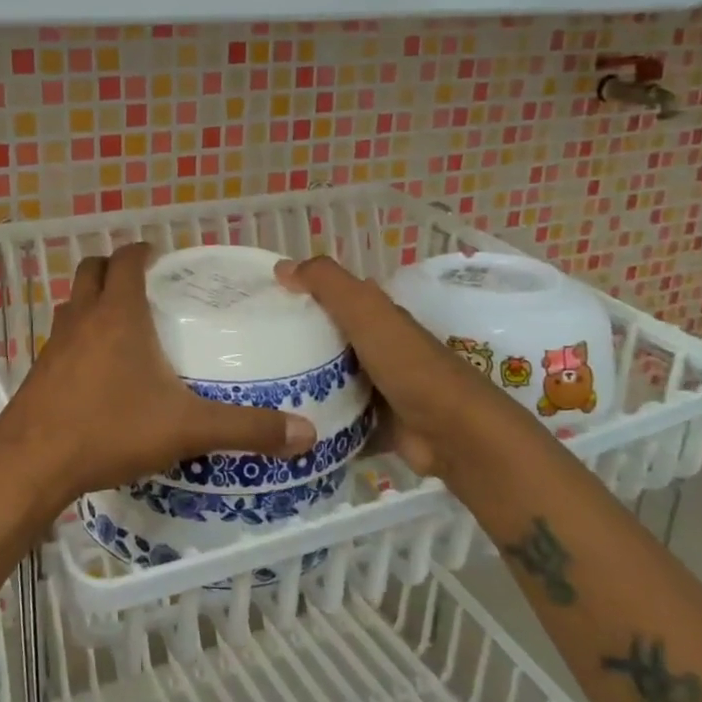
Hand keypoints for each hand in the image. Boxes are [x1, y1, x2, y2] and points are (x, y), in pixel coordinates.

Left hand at [0, 244, 315, 506]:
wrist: (33, 463)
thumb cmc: (110, 429)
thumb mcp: (186, 428)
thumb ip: (246, 428)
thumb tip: (306, 433)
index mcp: (117, 313)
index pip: (125, 259)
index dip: (142, 252)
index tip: (162, 259)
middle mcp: (82, 318)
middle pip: (91, 271)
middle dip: (114, 269)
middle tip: (145, 287)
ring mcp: (54, 344)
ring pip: (73, 303)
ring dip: (94, 302)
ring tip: (125, 325)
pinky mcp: (39, 372)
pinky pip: (61, 339)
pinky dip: (80, 338)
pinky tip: (99, 373)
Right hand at [277, 255, 541, 476]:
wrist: (454, 435)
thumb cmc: (409, 367)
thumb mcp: (367, 312)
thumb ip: (328, 284)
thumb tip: (281, 266)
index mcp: (380, 318)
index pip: (334, 297)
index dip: (301, 295)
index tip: (259, 303)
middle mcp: (379, 350)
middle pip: (328, 341)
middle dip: (293, 343)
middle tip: (248, 350)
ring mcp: (379, 390)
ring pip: (330, 382)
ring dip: (301, 385)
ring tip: (254, 390)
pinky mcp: (376, 426)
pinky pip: (337, 421)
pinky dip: (316, 423)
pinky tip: (283, 427)